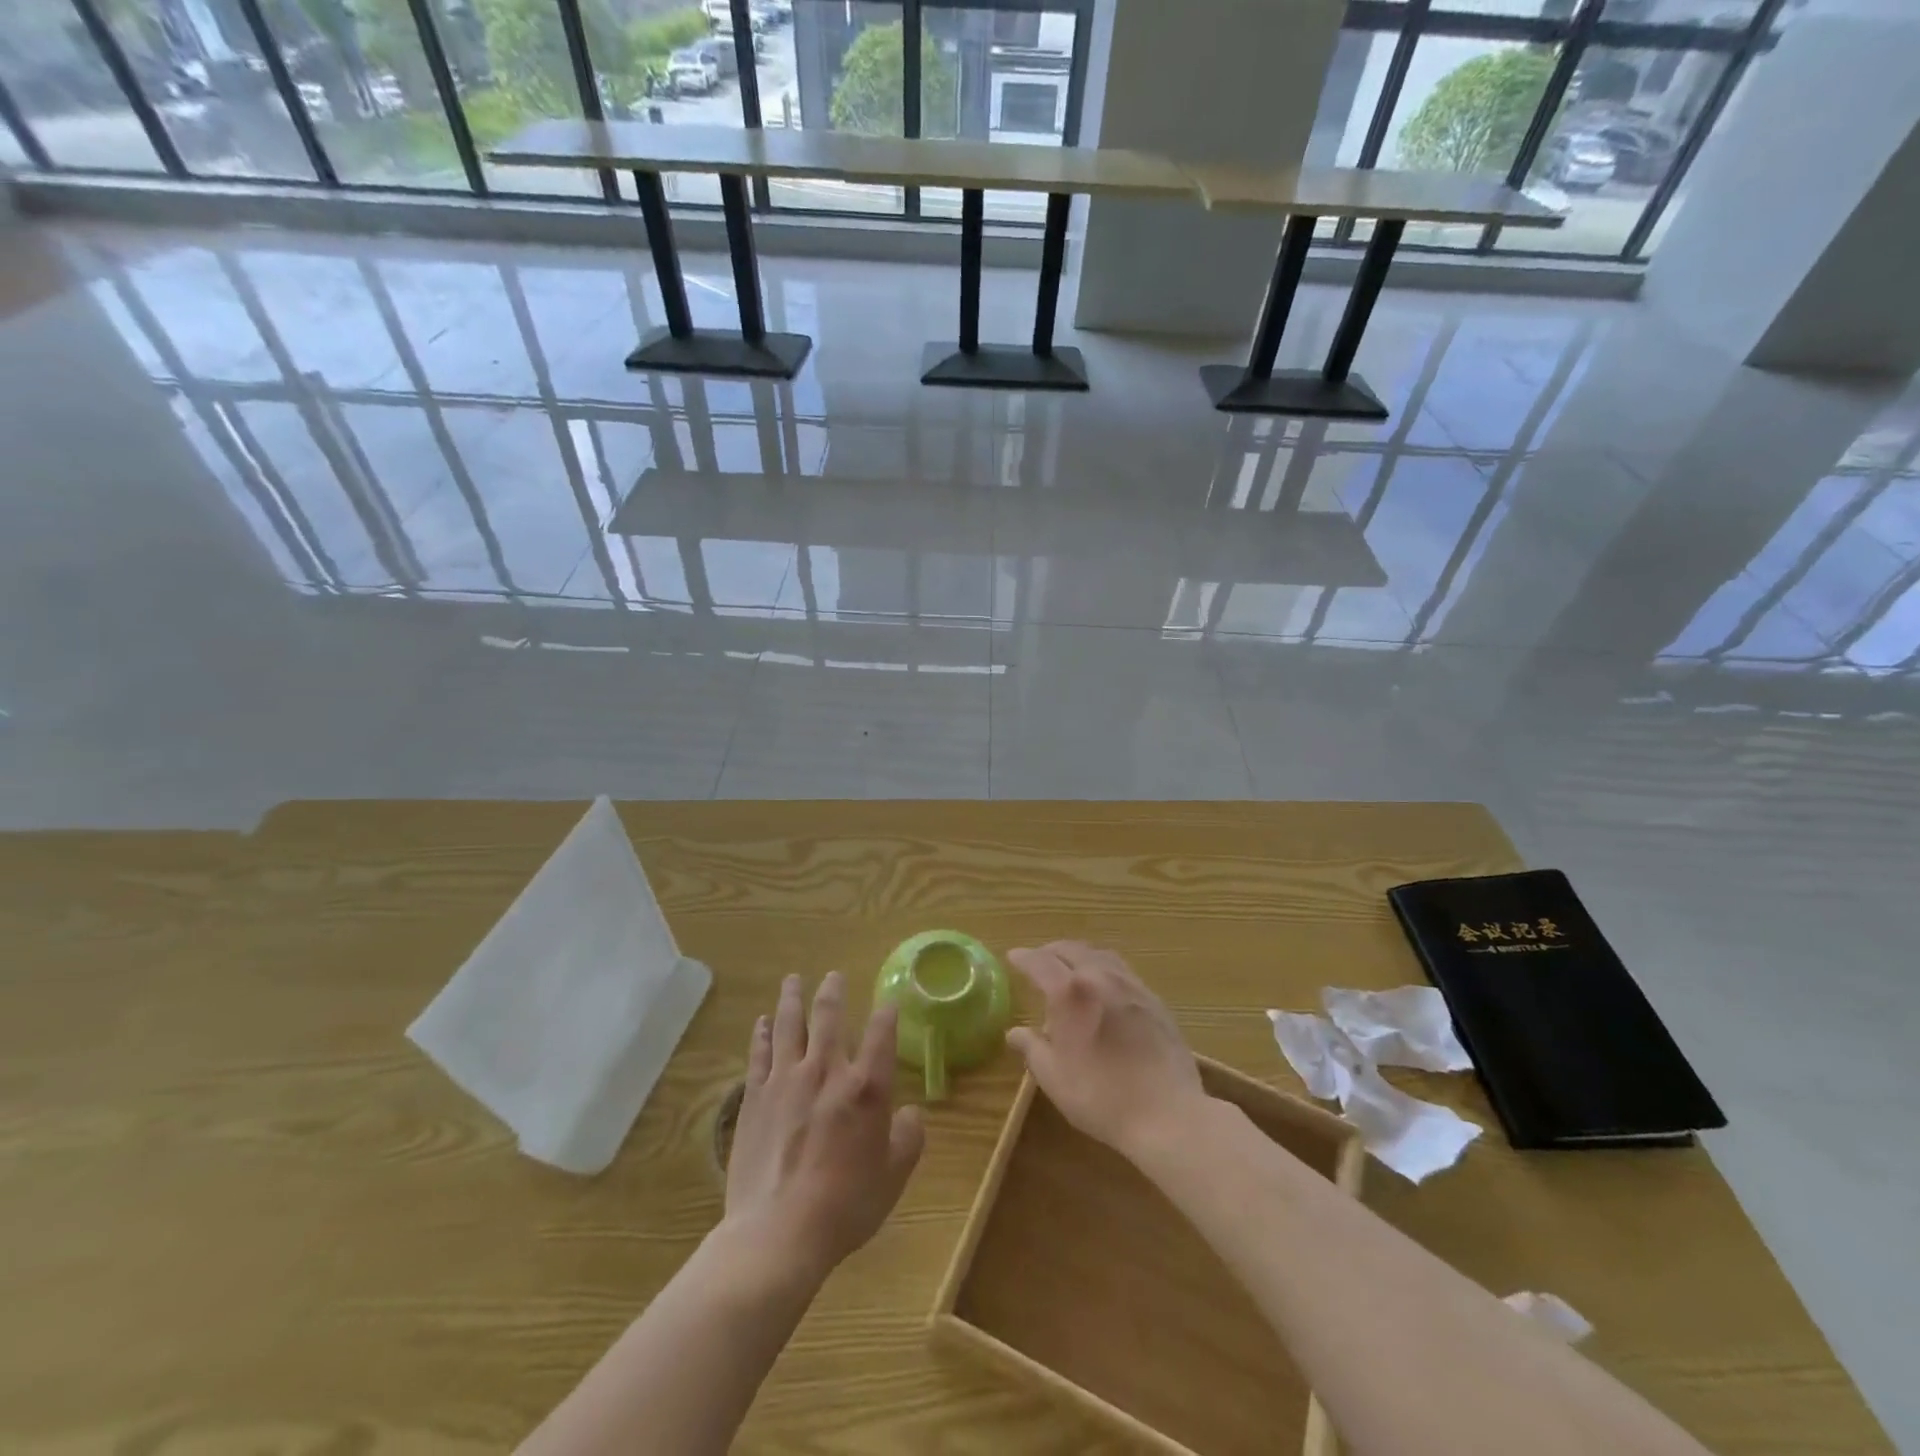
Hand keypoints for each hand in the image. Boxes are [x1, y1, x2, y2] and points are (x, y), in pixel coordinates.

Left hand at [723, 972, 924, 1281]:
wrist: (778, 1233)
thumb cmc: (845, 1206)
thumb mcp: (893, 1177)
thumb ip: (908, 1138)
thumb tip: (911, 1114)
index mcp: (866, 1087)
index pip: (881, 1033)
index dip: (887, 1012)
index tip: (889, 1001)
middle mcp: (826, 1070)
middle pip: (829, 1016)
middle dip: (834, 991)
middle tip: (834, 975)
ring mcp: (786, 1080)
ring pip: (789, 1024)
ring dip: (792, 998)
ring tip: (793, 979)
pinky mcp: (755, 1097)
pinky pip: (759, 1053)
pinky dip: (761, 1033)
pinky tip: (762, 1021)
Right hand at [1005, 942, 1208, 1161]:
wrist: (1167, 1113)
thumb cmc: (1100, 1096)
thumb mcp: (1054, 1077)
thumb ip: (1032, 1048)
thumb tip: (1015, 1032)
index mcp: (1070, 992)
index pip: (1040, 962)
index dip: (1024, 957)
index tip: (1013, 957)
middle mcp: (1100, 977)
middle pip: (1072, 949)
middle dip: (1051, 951)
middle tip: (1039, 960)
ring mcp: (1132, 986)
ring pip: (1100, 955)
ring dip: (1080, 955)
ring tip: (1072, 968)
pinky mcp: (1155, 1000)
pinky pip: (1123, 971)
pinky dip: (1105, 968)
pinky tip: (1106, 987)